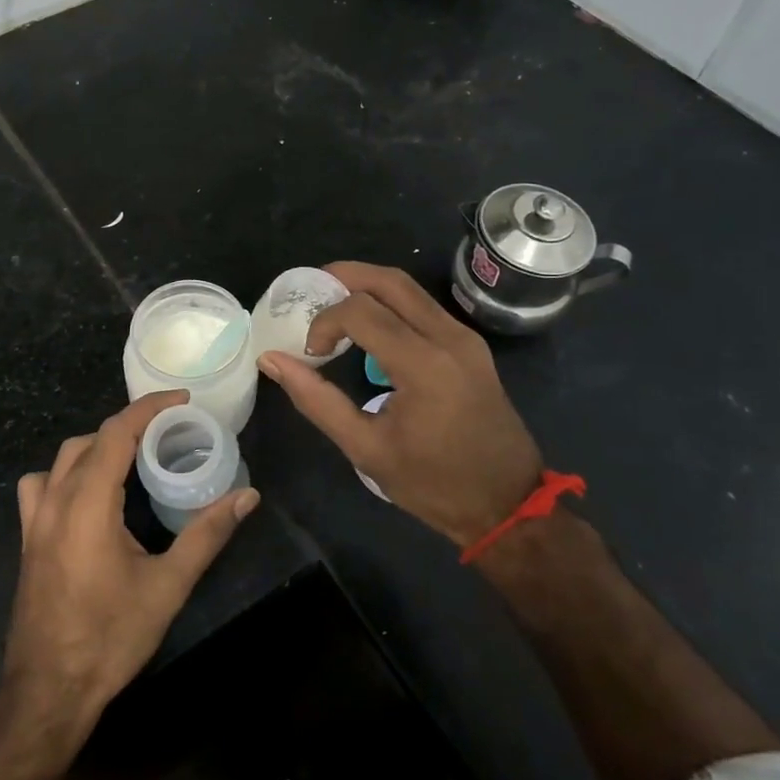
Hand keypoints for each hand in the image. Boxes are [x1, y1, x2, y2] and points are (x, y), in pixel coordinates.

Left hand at [5, 391, 259, 734]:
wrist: (48, 690)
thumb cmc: (110, 636)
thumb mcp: (167, 586)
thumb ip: (207, 534)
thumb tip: (247, 496)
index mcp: (89, 503)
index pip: (116, 433)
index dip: (149, 408)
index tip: (182, 401)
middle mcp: (56, 500)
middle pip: (91, 439)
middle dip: (129, 426)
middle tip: (168, 433)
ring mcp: (35, 520)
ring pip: (63, 458)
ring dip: (97, 446)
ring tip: (131, 459)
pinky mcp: (28, 539)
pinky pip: (40, 485)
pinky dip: (65, 473)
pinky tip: (86, 495)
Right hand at [258, 262, 542, 547]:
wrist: (508, 503)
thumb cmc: (434, 484)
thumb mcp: (366, 449)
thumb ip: (316, 400)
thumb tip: (272, 361)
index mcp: (424, 365)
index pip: (361, 311)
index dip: (326, 321)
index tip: (311, 352)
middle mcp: (449, 338)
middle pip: (390, 281)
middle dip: (345, 276)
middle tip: (311, 290)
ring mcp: (465, 338)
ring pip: (410, 288)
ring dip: (368, 285)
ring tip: (333, 302)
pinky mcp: (471, 345)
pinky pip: (424, 306)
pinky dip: (390, 302)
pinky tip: (369, 324)